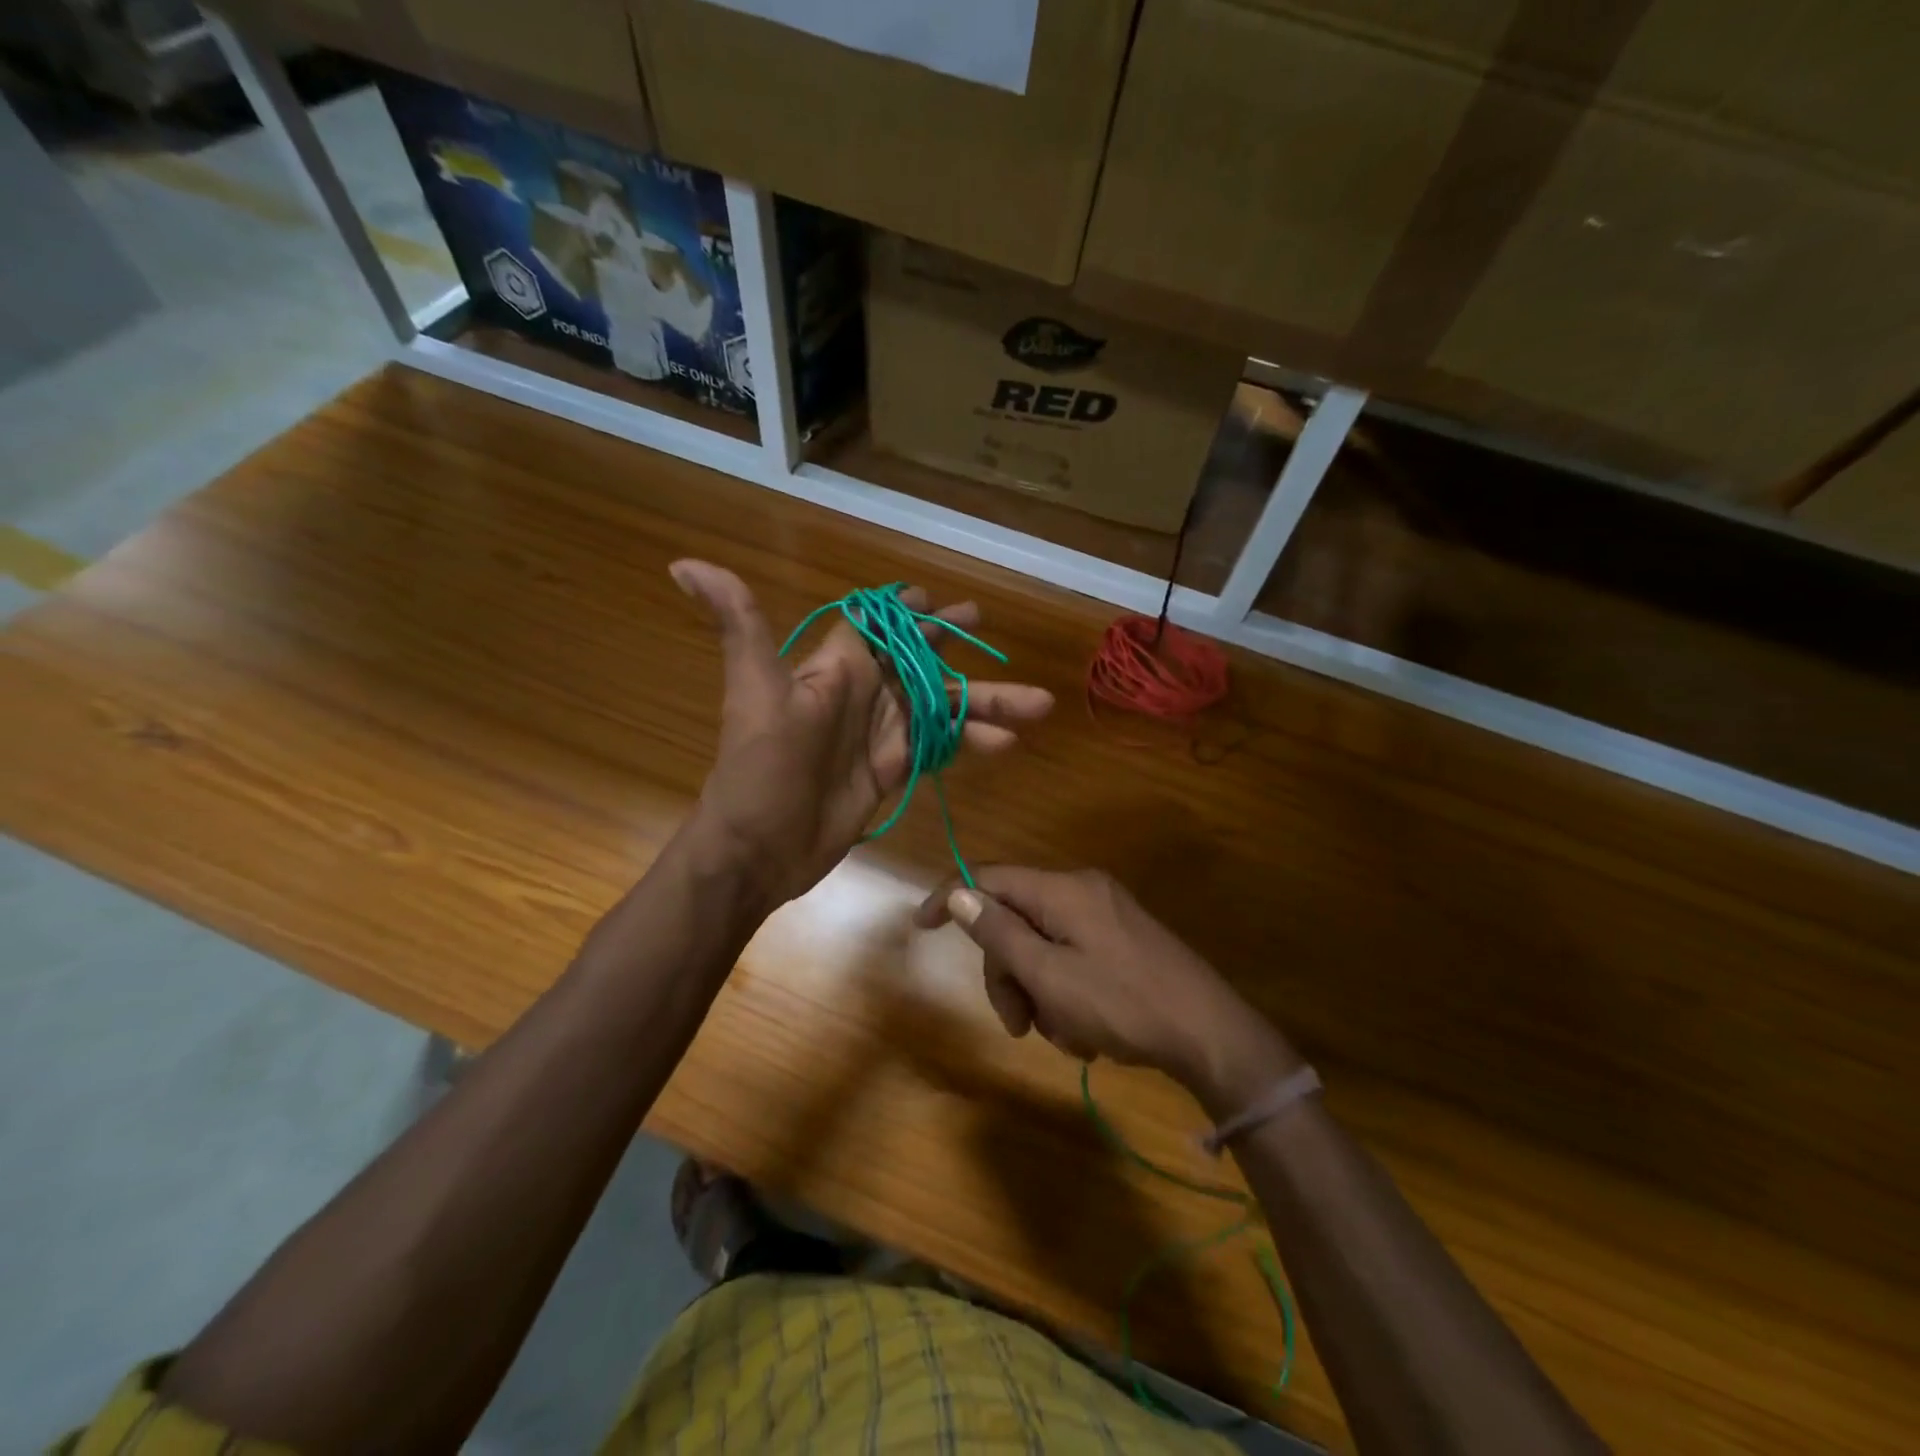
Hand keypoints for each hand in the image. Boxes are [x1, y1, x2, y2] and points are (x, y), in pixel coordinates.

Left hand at [671, 561, 1053, 905]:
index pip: (876, 624)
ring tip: (1039, 704)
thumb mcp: (753, 691)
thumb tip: (683, 563)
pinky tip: (1006, 744)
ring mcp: (881, 734)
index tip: (937, 595)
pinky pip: (940, 747)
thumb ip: (739, 624)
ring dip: (986, 703)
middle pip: (920, 661)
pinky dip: (971, 743)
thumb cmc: (759, 767)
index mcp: (836, 668)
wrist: (760, 848)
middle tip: (987, 624)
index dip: (905, 608)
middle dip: (955, 643)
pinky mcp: (893, 770)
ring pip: (942, 707)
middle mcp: (863, 694)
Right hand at [914, 867, 1300, 1112]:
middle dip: (1007, 971)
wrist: (1212, 1034)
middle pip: (1015, 918)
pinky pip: (1071, 955)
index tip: (921, 927)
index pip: (989, 877)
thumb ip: (1000, 933)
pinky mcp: (1122, 938)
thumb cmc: (1123, 1004)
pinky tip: (1084, 1031)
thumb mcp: (1050, 976)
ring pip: (1042, 943)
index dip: (950, 897)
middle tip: (1018, 1024)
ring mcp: (1106, 913)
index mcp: (1063, 889)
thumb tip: (959, 893)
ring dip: (1037, 990)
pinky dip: (1064, 991)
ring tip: (1062, 1036)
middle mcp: (1083, 890)